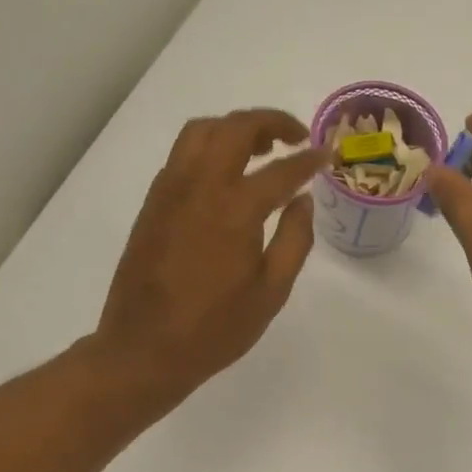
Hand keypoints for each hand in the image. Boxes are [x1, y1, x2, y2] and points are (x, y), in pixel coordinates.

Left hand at [96, 108, 323, 402]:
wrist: (145, 349)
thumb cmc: (215, 329)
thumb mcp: (270, 292)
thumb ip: (294, 239)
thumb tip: (303, 200)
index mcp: (234, 210)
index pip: (280, 170)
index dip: (308, 160)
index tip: (326, 155)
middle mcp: (198, 187)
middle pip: (234, 128)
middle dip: (270, 122)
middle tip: (295, 137)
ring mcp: (169, 191)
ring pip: (201, 132)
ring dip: (234, 128)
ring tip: (260, 148)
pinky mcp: (152, 204)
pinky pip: (182, 156)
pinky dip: (209, 148)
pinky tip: (225, 175)